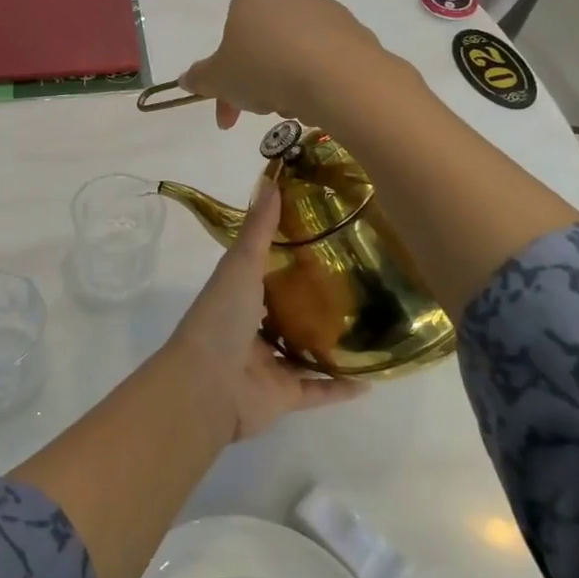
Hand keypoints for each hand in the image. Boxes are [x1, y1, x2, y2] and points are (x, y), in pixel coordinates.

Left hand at [165, 181, 365, 440]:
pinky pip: (317, 391)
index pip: (265, 272)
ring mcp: (267, 364)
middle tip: (359, 283)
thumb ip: (258, 230)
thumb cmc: (220, 318)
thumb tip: (272, 182)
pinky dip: (341, 388)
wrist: (206, 385)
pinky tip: (372, 379)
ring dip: (330, 345)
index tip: (324, 239)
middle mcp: (251, 328)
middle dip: (315, 301)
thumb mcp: (239, 265)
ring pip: (303, 352)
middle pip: (287, 312)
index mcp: (237, 296)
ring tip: (370, 328)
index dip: (289, 257)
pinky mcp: (282, 396)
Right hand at [178, 0, 387, 129]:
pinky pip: (323, 60)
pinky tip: (316, 101)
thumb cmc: (264, 67)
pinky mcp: (354, 31)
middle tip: (256, 110)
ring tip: (290, 107)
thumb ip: (199, 78)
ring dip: (284, 83)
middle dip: (255, 80)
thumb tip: (186, 79)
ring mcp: (326, 9)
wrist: (337, 77)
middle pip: (262, 43)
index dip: (223, 74)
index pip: (229, 32)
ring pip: (292, 53)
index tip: (228, 104)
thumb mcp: (218, 79)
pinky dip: (315, 80)